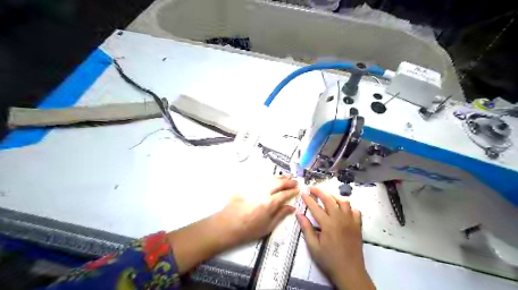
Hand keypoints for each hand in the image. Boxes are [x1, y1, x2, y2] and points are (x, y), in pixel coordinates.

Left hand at [169, 175, 299, 273]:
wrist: (227, 225)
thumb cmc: (248, 230)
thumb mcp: (267, 227)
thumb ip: (280, 215)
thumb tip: (292, 207)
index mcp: (269, 203)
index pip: (284, 194)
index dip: (292, 191)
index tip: (298, 189)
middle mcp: (262, 192)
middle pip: (278, 183)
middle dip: (288, 181)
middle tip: (295, 181)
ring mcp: (253, 187)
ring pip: (269, 179)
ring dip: (279, 177)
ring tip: (287, 176)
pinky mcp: (246, 186)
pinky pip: (260, 179)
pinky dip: (268, 178)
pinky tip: (272, 178)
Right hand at [296, 187, 376, 287]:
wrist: (350, 272)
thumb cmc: (329, 260)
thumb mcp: (313, 247)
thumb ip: (306, 228)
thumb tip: (298, 214)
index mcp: (328, 224)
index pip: (315, 207)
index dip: (308, 198)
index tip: (303, 192)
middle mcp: (340, 219)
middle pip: (329, 199)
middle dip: (319, 191)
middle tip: (312, 188)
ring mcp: (351, 221)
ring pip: (343, 202)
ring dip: (334, 197)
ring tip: (327, 197)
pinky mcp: (358, 226)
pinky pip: (355, 211)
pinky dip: (348, 207)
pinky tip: (343, 210)